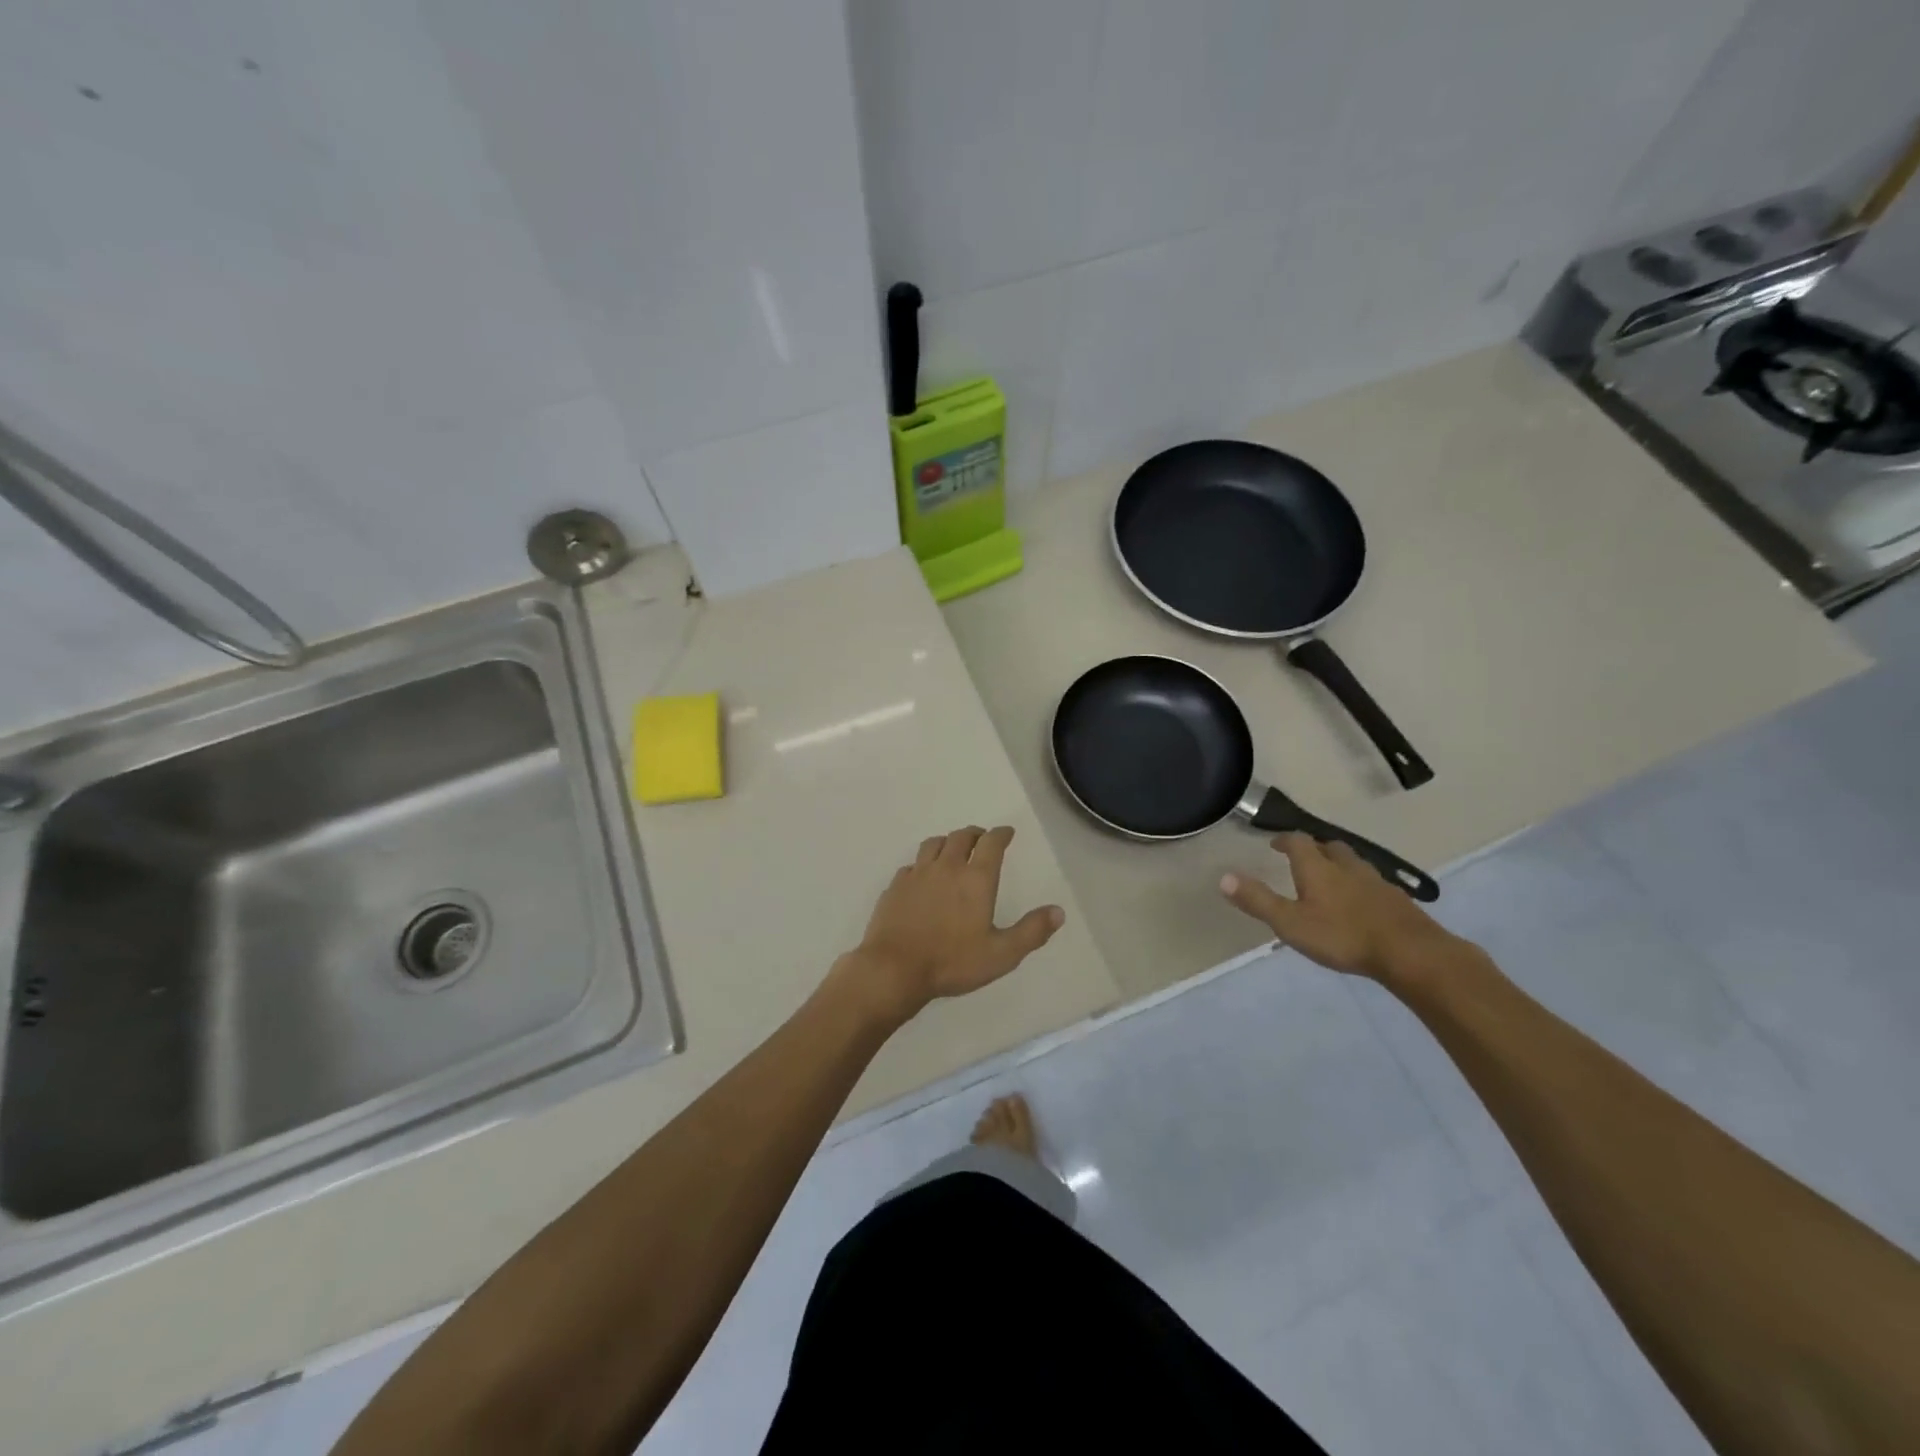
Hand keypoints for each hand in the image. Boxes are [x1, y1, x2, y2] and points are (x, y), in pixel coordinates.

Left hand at [840, 825, 1064, 1022]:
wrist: (894, 969)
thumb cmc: (952, 962)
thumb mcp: (1001, 954)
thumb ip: (1031, 931)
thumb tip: (1058, 911)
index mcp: (975, 879)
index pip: (991, 843)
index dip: (1001, 834)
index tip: (1007, 832)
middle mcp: (946, 867)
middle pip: (961, 837)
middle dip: (975, 834)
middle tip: (982, 839)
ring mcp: (917, 874)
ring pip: (933, 844)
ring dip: (947, 842)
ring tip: (952, 848)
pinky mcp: (895, 886)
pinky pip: (912, 865)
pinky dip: (922, 864)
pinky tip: (923, 875)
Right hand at [1220, 833, 1468, 983]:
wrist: (1411, 953)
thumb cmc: (1343, 936)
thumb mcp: (1290, 923)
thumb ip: (1258, 901)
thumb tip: (1223, 877)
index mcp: (1317, 867)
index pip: (1298, 842)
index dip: (1284, 840)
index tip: (1274, 844)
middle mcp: (1346, 866)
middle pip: (1329, 846)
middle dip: (1315, 848)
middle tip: (1303, 858)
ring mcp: (1375, 881)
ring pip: (1353, 863)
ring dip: (1339, 864)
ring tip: (1331, 878)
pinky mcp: (1396, 899)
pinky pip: (1372, 882)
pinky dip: (1360, 885)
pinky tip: (1360, 902)